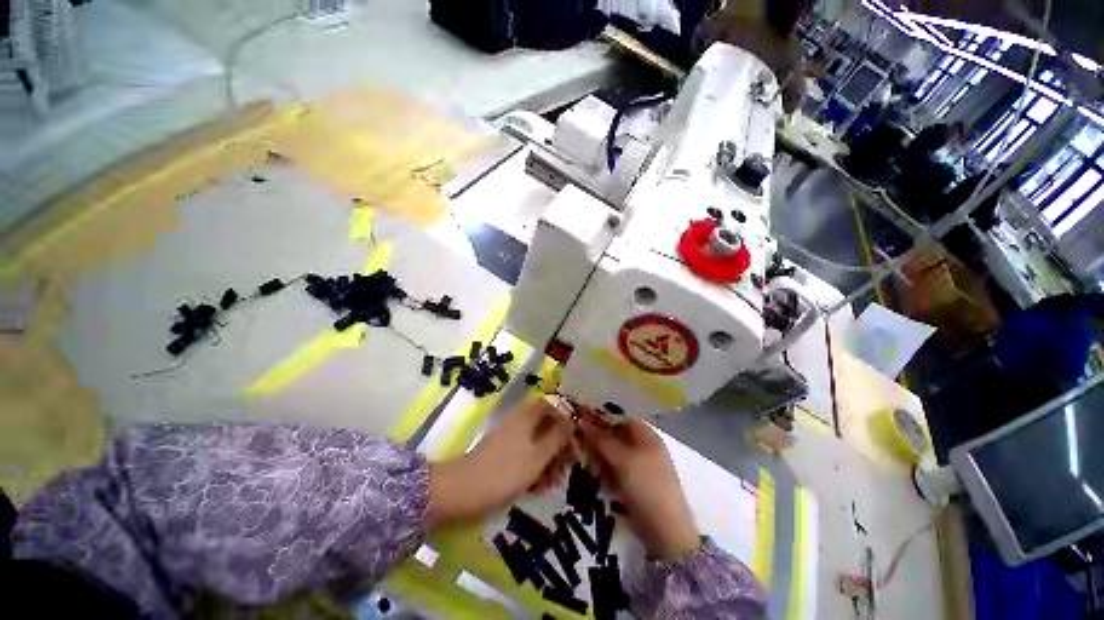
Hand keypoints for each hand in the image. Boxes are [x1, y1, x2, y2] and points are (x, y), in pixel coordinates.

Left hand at [427, 397, 573, 526]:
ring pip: (535, 440)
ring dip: (547, 456)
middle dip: (557, 441)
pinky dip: (534, 464)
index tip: (574, 434)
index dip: (563, 416)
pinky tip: (538, 485)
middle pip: (543, 423)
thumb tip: (572, 420)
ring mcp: (507, 436)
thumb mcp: (539, 455)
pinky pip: (524, 452)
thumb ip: (558, 436)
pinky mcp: (500, 452)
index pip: (549, 404)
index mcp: (527, 416)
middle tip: (567, 462)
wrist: (464, 489)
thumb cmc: (506, 470)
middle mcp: (518, 421)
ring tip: (554, 479)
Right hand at [577, 417, 700, 558]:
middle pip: (613, 435)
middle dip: (596, 440)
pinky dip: (603, 470)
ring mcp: (639, 465)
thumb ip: (601, 439)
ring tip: (586, 464)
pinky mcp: (633, 482)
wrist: (665, 532)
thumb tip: (581, 420)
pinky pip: (614, 469)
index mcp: (645, 434)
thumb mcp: (622, 459)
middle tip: (579, 446)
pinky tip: (595, 476)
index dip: (599, 419)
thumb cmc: (646, 486)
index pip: (617, 418)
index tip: (579, 423)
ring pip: (612, 452)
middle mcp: (642, 445)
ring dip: (598, 456)